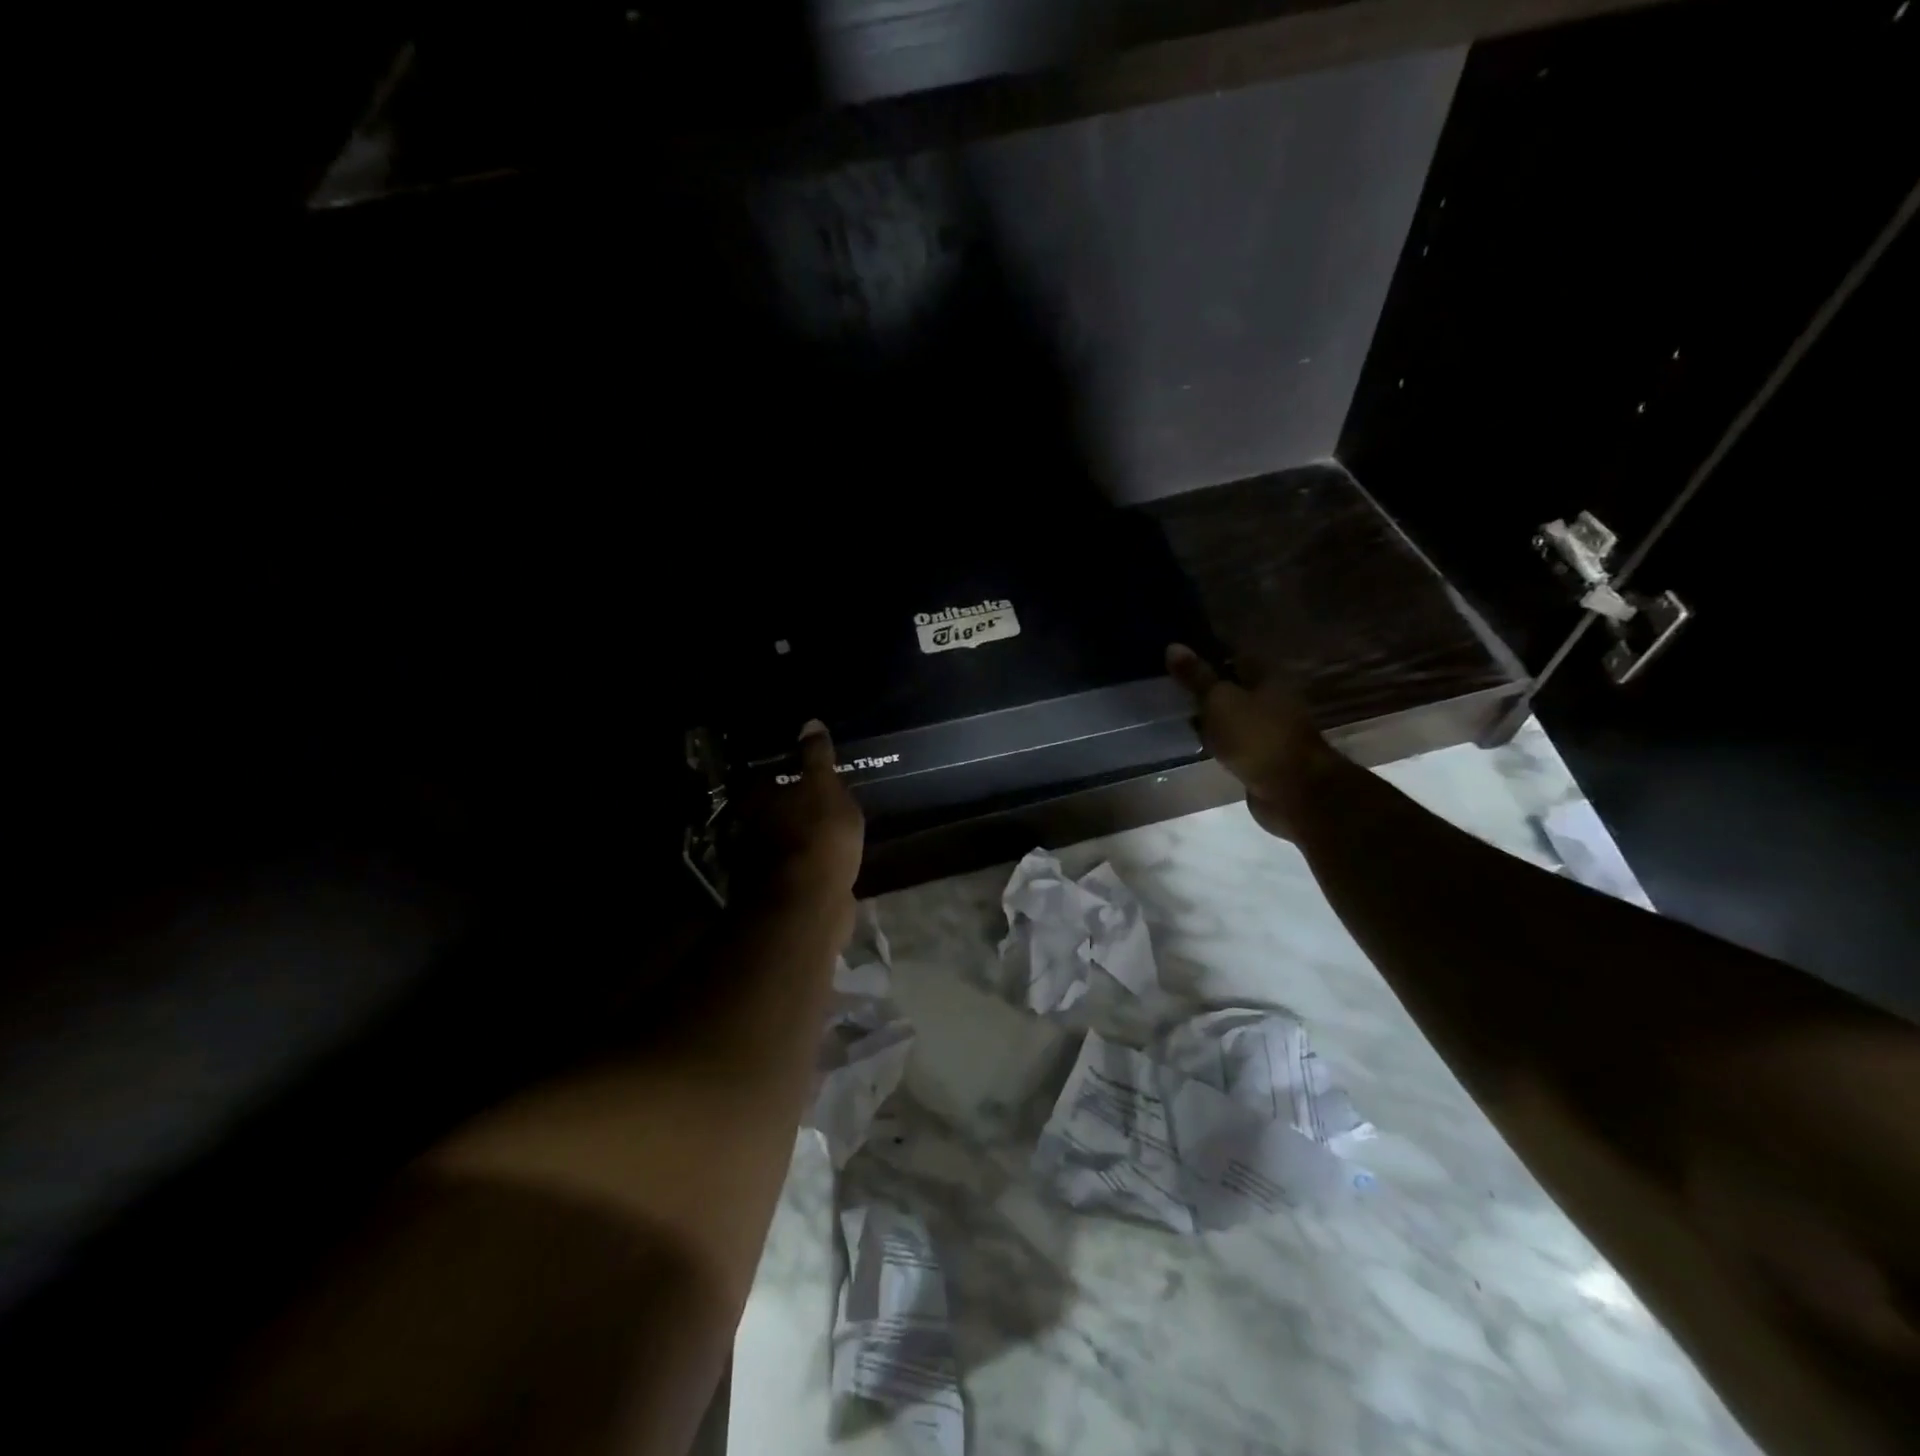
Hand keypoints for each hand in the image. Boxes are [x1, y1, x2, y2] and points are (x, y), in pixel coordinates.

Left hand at [735, 720, 865, 911]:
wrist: (809, 904)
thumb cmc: (818, 836)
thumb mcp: (825, 788)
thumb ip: (817, 757)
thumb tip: (810, 723)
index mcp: (759, 799)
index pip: (769, 776)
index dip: (788, 773)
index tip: (808, 770)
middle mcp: (752, 829)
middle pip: (773, 810)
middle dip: (793, 805)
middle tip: (822, 798)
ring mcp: (763, 864)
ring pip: (784, 840)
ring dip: (800, 835)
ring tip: (830, 828)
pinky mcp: (781, 891)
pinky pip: (797, 868)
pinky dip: (808, 862)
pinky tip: (829, 859)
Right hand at [1166, 643, 1341, 840]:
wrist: (1292, 790)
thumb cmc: (1257, 737)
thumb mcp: (1219, 701)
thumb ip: (1196, 677)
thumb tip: (1173, 645)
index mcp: (1267, 676)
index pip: (1233, 655)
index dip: (1207, 654)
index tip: (1179, 658)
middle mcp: (1273, 697)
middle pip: (1235, 685)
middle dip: (1208, 686)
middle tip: (1173, 686)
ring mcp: (1270, 729)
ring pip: (1234, 714)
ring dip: (1212, 715)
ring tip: (1179, 712)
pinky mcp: (1265, 756)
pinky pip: (1236, 740)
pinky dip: (1219, 739)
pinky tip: (1198, 741)